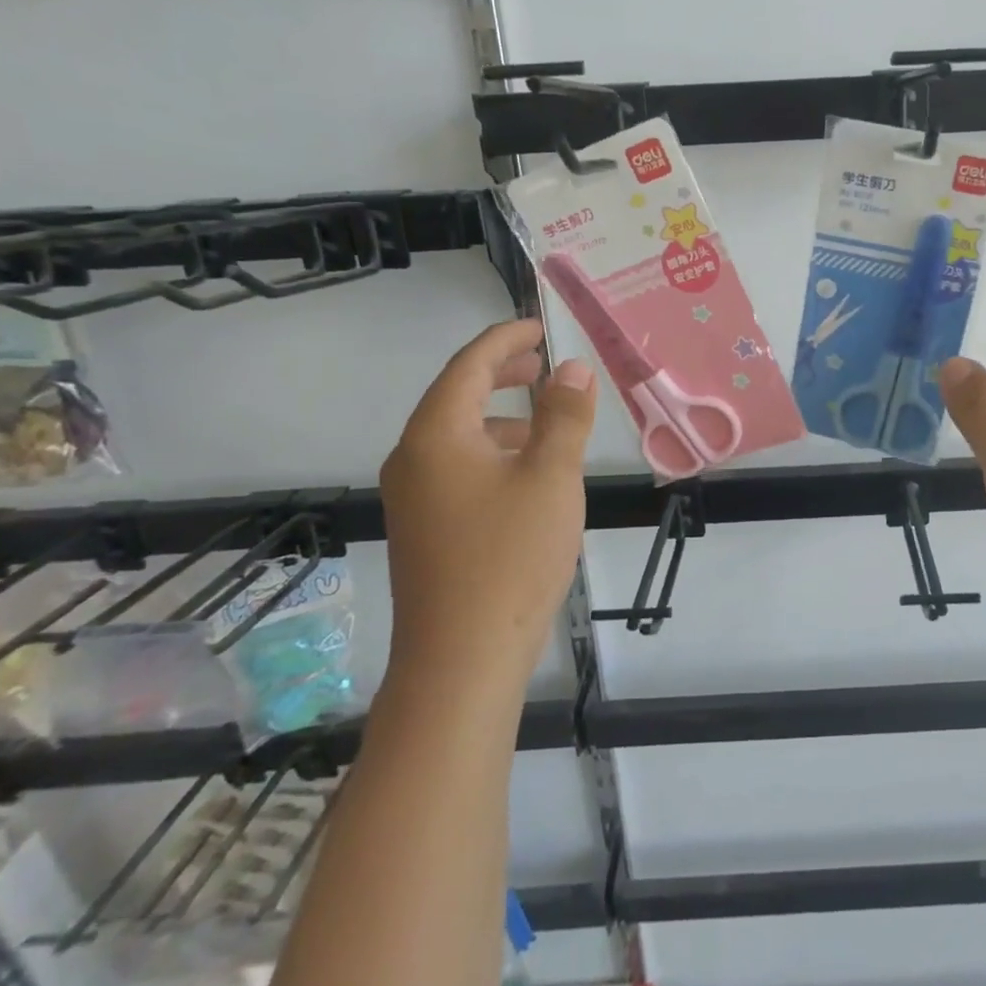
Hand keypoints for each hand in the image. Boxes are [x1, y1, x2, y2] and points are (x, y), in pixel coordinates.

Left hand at [380, 320, 596, 685]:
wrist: (462, 658)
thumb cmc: (510, 556)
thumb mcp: (551, 476)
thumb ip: (564, 415)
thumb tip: (571, 368)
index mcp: (436, 436)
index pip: (468, 366)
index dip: (505, 340)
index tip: (539, 327)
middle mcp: (413, 459)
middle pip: (456, 397)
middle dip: (501, 375)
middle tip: (543, 364)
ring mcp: (414, 498)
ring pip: (459, 437)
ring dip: (502, 418)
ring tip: (548, 422)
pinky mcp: (425, 529)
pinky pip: (459, 469)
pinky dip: (494, 454)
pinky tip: (529, 477)